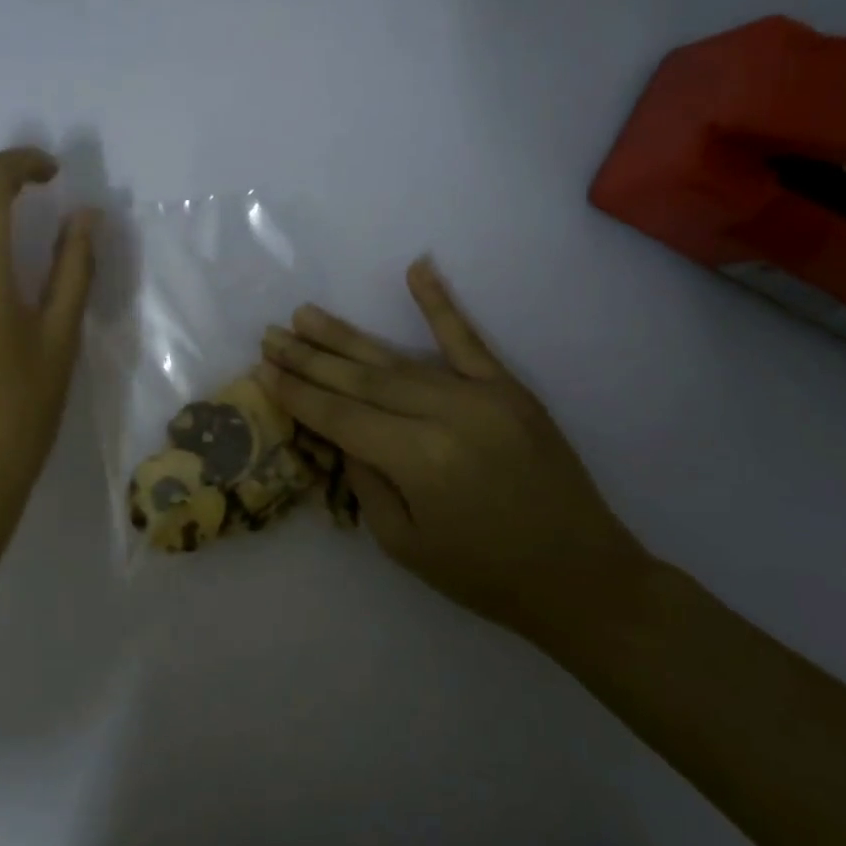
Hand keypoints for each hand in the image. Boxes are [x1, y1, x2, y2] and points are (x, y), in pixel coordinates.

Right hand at [258, 259, 644, 636]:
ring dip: (347, 335)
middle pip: (361, 379)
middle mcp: (445, 415)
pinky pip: (468, 339)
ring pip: (398, 358)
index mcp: (417, 460)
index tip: (262, 369)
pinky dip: (440, 303)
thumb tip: (340, 432)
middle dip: (309, 357)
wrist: (584, 577)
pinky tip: (417, 269)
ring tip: (305, 314)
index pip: (340, 416)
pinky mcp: (510, 389)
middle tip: (270, 334)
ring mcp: (482, 395)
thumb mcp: (402, 544)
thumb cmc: (484, 575)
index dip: (298, 393)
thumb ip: (365, 480)